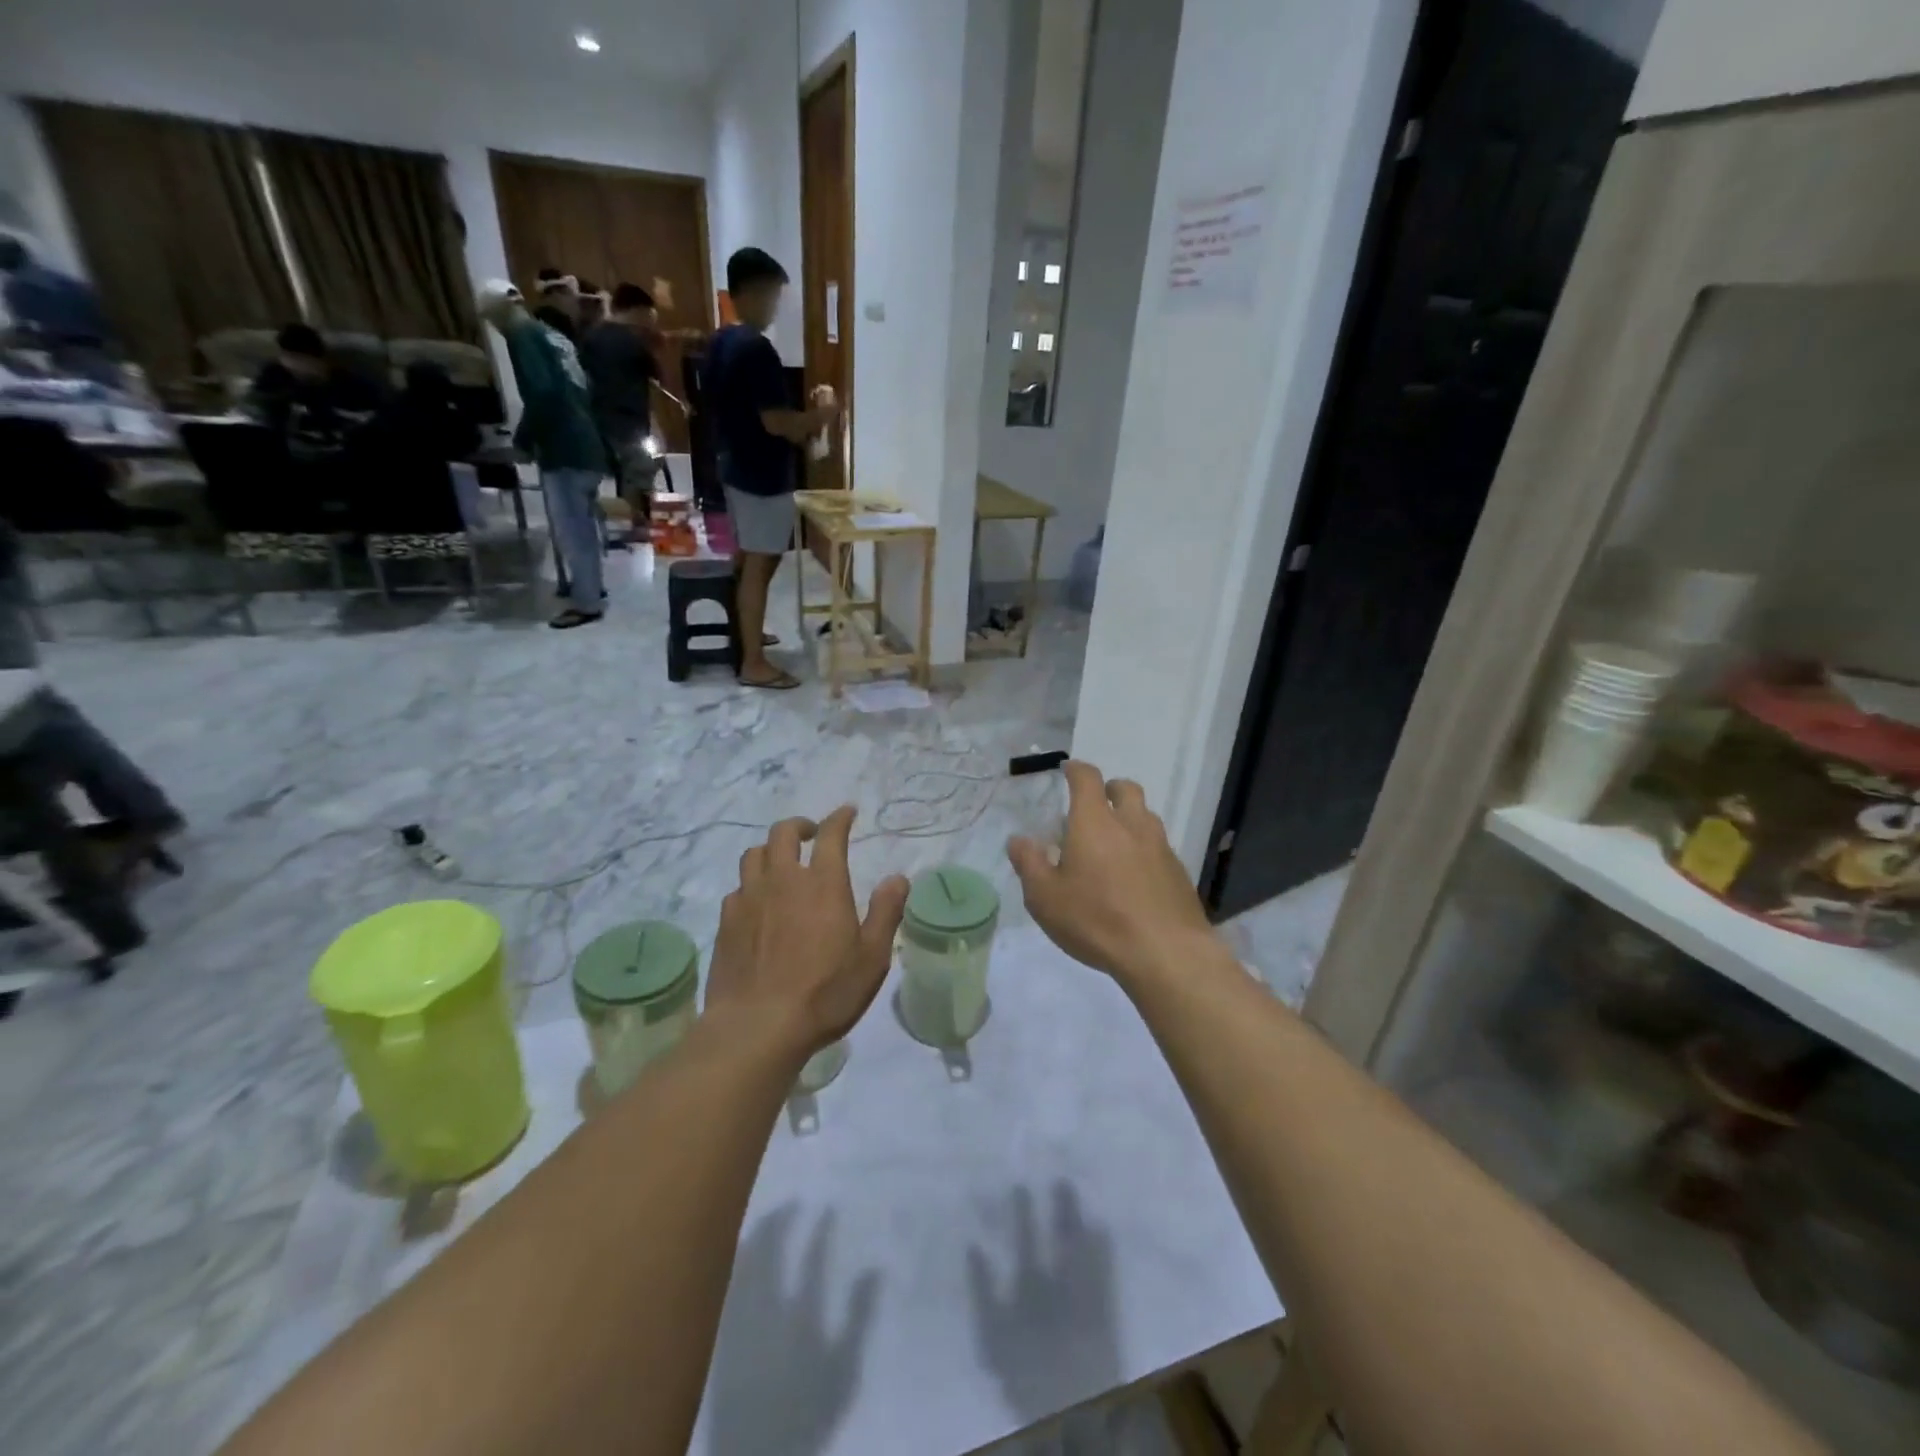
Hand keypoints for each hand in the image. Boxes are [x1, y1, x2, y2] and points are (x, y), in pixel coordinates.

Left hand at [708, 807, 909, 1056]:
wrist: (758, 1027)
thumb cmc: (825, 993)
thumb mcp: (872, 957)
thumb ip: (886, 912)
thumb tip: (898, 878)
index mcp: (823, 883)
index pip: (831, 835)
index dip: (839, 818)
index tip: (847, 812)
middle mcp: (783, 880)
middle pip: (783, 833)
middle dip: (800, 826)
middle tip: (811, 835)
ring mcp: (749, 899)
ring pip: (754, 855)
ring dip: (771, 851)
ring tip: (781, 864)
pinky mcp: (726, 922)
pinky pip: (737, 888)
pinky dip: (751, 885)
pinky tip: (757, 904)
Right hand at [1007, 761, 1215, 985]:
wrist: (1165, 953)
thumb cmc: (1096, 920)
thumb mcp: (1045, 898)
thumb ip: (1029, 864)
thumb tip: (1019, 840)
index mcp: (1094, 823)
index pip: (1087, 779)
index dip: (1076, 770)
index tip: (1068, 770)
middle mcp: (1131, 825)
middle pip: (1125, 789)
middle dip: (1109, 789)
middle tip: (1095, 804)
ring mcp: (1160, 847)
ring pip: (1146, 816)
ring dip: (1129, 818)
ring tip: (1114, 842)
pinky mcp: (1178, 872)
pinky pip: (1159, 846)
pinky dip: (1144, 849)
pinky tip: (1135, 876)